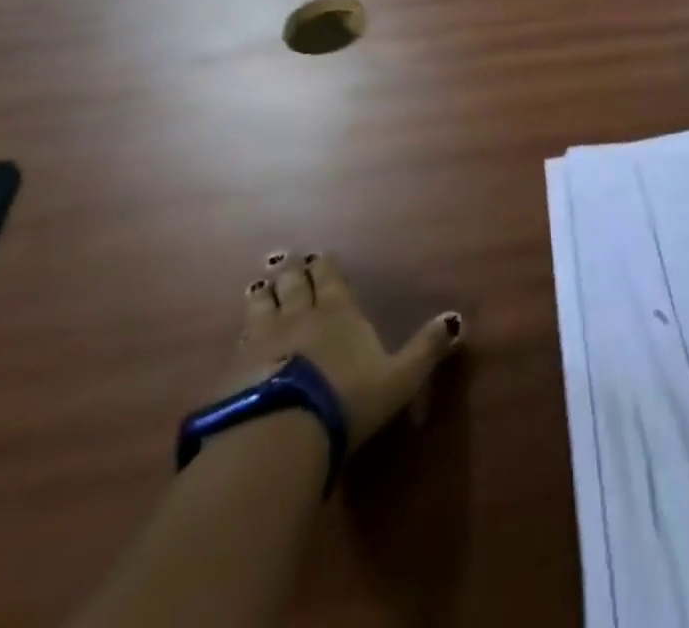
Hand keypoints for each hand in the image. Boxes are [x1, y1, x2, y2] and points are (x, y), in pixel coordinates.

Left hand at [222, 249, 463, 449]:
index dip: (325, 267)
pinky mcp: (233, 372)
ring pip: (263, 308)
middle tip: (288, 260)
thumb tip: (456, 319)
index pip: (331, 281)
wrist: (280, 433)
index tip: (318, 255)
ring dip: (264, 295)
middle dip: (294, 273)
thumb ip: (425, 349)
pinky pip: (238, 342)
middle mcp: (300, 318)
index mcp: (339, 314)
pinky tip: (239, 335)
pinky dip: (242, 332)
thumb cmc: (347, 400)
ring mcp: (262, 343)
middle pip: (295, 287)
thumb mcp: (399, 378)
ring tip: (260, 285)